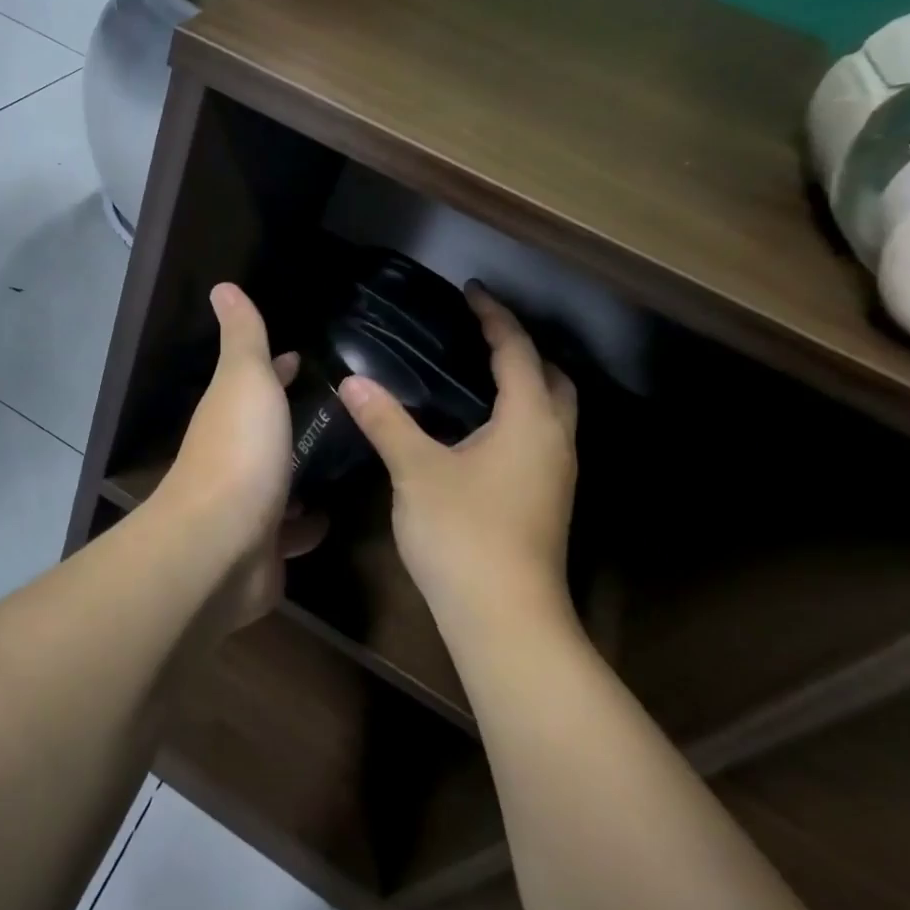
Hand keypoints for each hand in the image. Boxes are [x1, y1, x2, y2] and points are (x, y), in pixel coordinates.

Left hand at [159, 284, 323, 624]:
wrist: (221, 546)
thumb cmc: (240, 452)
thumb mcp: (245, 380)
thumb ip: (242, 337)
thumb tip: (222, 287)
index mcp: (230, 414)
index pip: (257, 382)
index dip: (279, 368)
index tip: (305, 360)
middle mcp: (234, 457)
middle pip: (268, 431)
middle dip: (294, 421)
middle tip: (341, 412)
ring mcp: (248, 505)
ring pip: (280, 481)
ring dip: (301, 472)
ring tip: (345, 461)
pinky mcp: (264, 548)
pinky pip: (291, 532)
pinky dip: (307, 525)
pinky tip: (332, 517)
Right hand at [337, 282, 578, 633]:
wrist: (505, 617)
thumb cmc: (464, 533)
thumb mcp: (416, 471)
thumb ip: (386, 422)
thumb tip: (354, 382)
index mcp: (530, 420)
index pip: (518, 352)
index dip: (495, 317)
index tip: (471, 291)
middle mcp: (554, 440)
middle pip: (553, 378)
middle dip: (523, 349)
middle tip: (480, 335)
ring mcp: (555, 475)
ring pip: (551, 412)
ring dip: (525, 384)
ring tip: (477, 374)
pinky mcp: (546, 501)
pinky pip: (539, 438)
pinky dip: (517, 416)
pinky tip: (478, 431)